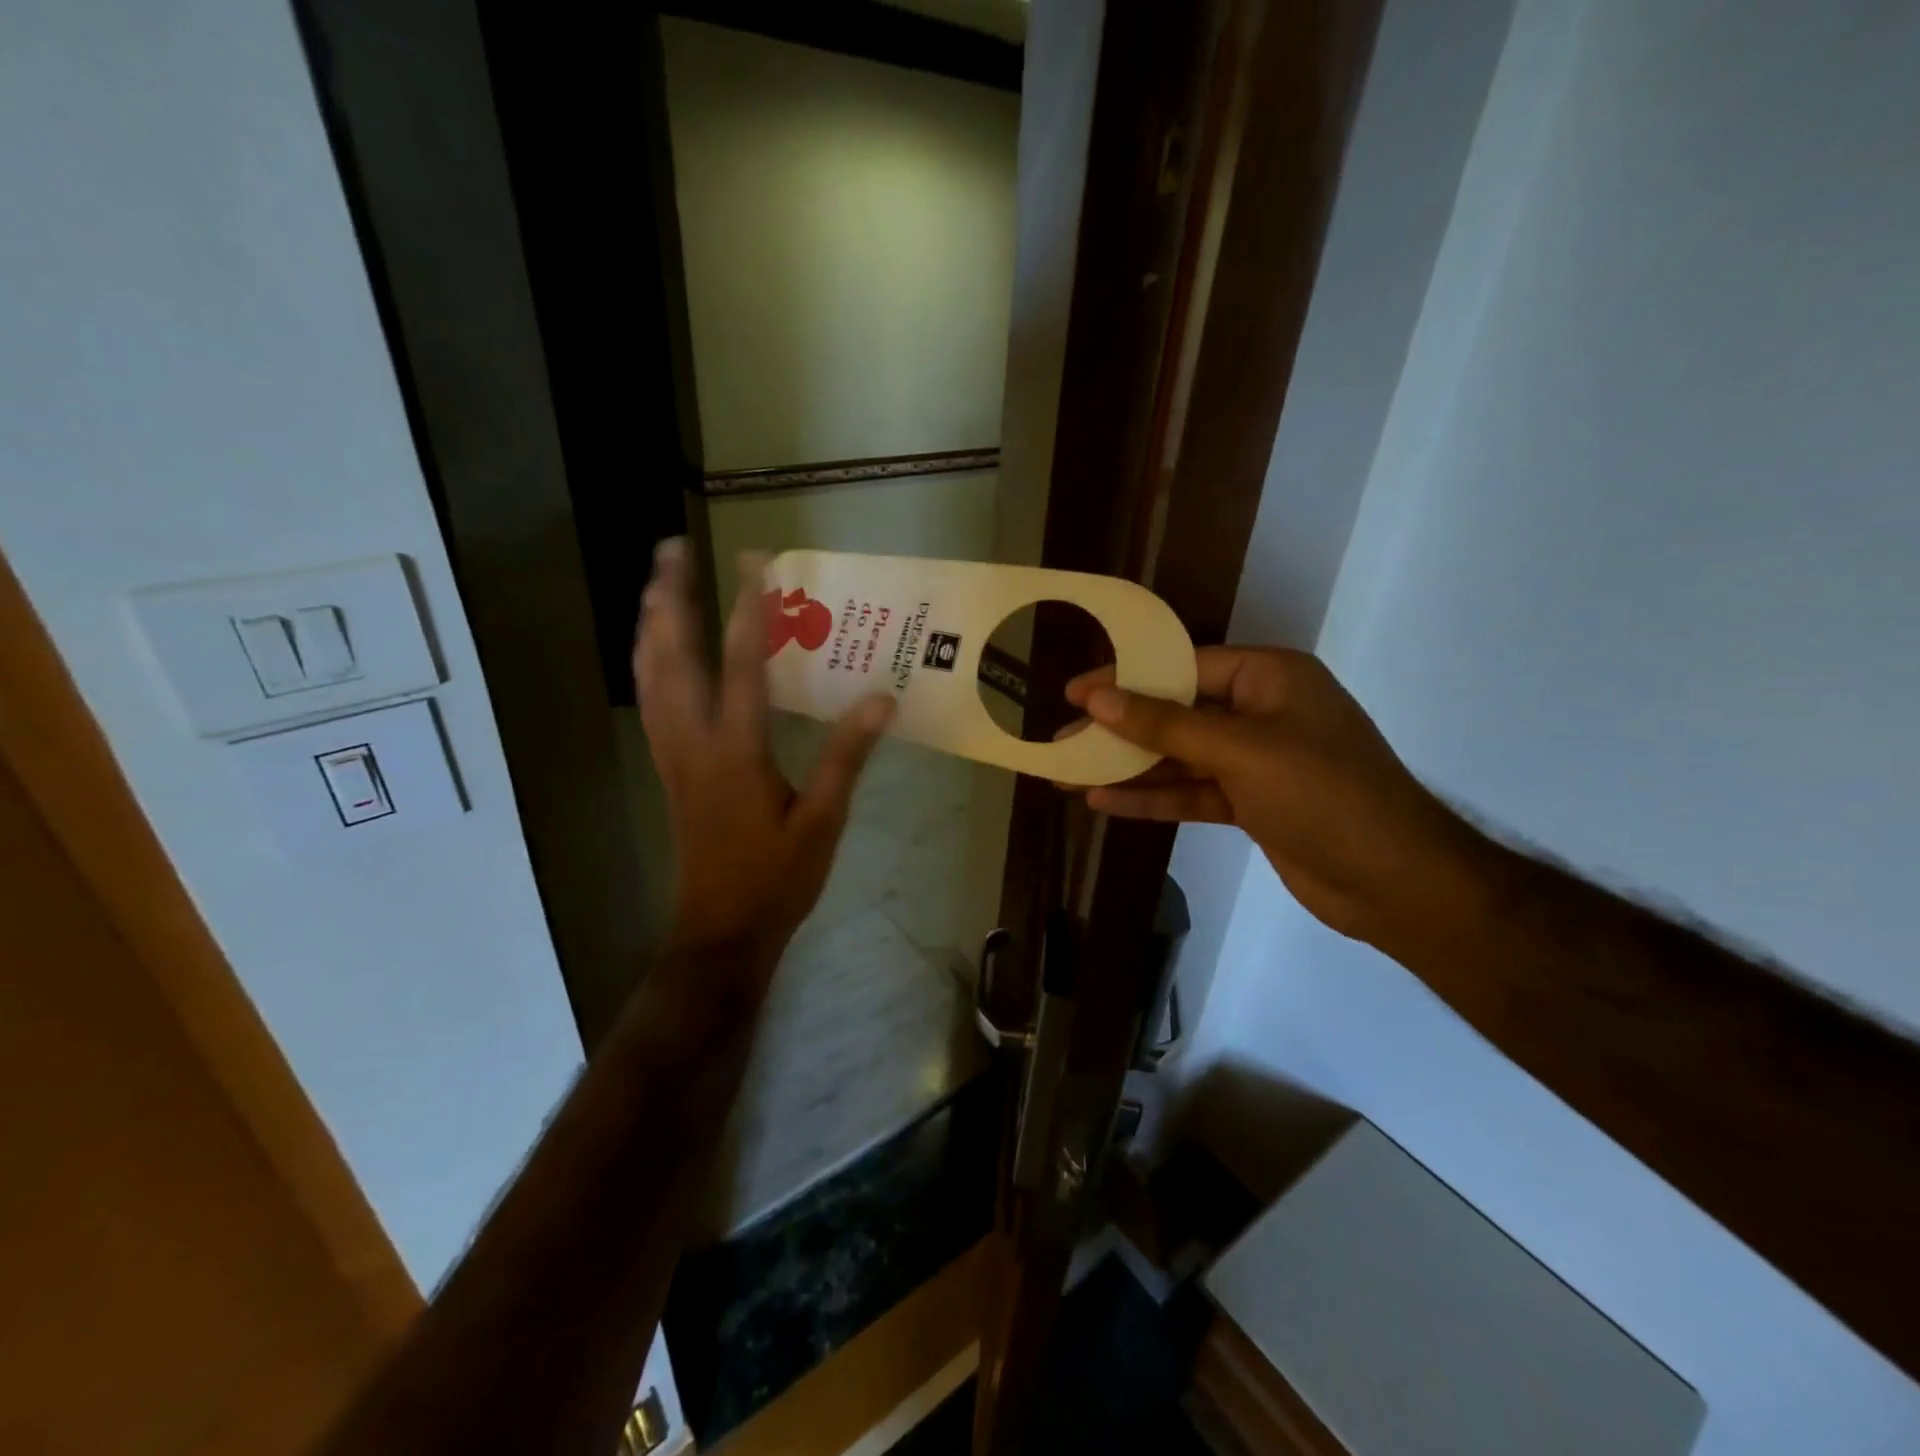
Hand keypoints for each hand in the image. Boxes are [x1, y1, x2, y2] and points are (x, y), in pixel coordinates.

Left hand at [635, 540, 894, 971]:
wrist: (720, 932)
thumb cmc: (776, 880)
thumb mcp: (823, 821)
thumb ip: (847, 757)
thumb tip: (882, 700)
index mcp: (736, 752)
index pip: (744, 666)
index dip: (752, 611)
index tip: (756, 563)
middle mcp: (693, 743)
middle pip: (672, 658)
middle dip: (669, 599)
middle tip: (669, 550)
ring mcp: (672, 757)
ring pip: (649, 679)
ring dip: (649, 627)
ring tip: (653, 586)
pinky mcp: (668, 771)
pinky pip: (649, 704)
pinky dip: (647, 666)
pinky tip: (654, 655)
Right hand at [1066, 647, 1487, 945]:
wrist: (1396, 884)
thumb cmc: (1324, 796)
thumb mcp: (1241, 751)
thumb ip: (1166, 724)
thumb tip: (1099, 698)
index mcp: (1269, 677)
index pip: (1182, 666)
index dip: (1124, 678)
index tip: (1073, 692)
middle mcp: (1261, 712)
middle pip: (1175, 712)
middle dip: (1119, 729)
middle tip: (1061, 739)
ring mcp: (1256, 761)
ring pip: (1178, 756)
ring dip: (1128, 767)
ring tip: (1067, 773)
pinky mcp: (1251, 804)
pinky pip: (1191, 792)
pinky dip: (1152, 797)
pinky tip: (1104, 802)